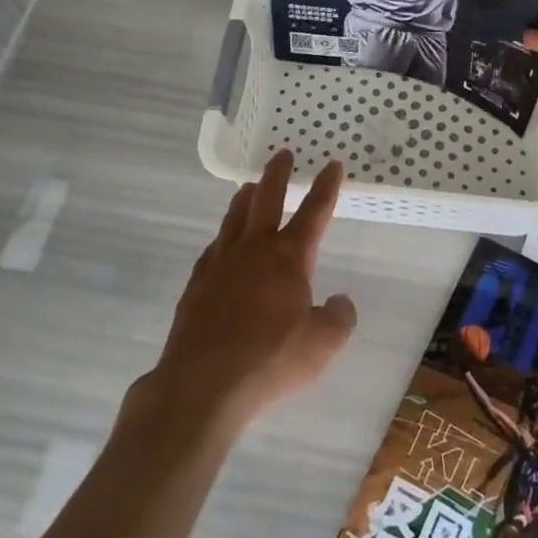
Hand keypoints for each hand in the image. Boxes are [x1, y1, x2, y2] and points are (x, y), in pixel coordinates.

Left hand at [135, 151, 356, 441]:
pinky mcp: (197, 284)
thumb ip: (338, 319)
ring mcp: (221, 264)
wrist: (203, 383)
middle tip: (283, 154)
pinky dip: (223, 236)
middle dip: (278, 174)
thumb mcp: (321, 345)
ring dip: (245, 198)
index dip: (326, 187)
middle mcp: (254, 250)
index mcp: (289, 258)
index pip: (314, 212)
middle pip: (267, 199)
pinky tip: (222, 242)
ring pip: (235, 217)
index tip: (332, 164)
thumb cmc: (270, 360)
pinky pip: (213, 248)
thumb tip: (340, 302)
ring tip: (248, 186)